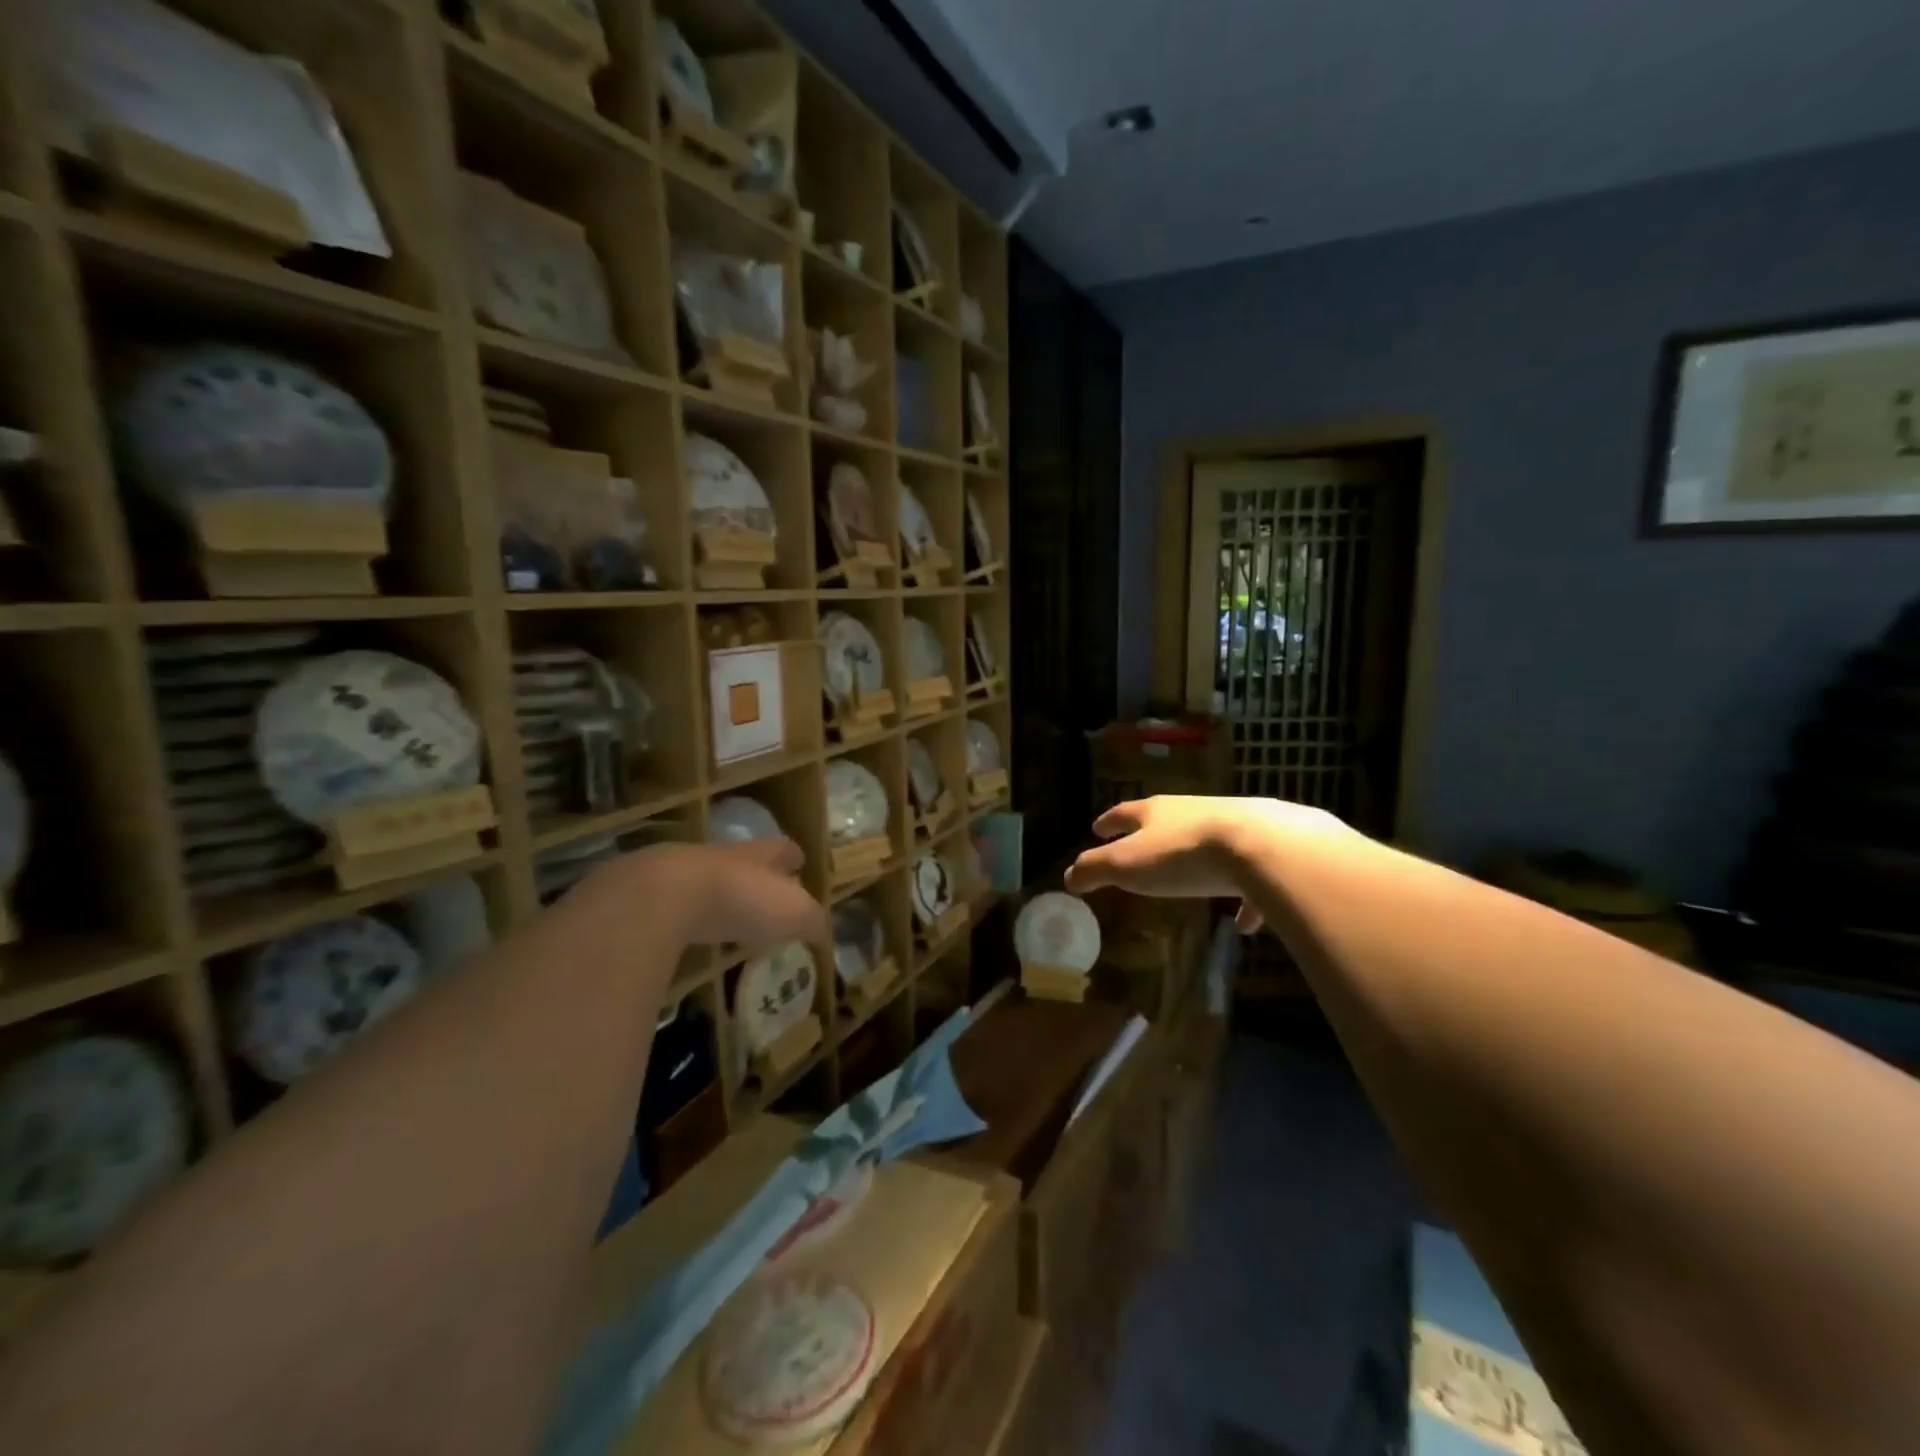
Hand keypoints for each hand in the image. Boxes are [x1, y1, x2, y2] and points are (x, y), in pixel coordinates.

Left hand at [582, 839, 828, 955]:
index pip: (784, 849)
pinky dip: (691, 917)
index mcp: (761, 854)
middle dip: (759, 879)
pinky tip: (693, 935)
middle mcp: (725, 856)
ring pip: (713, 881)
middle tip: (769, 901)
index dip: (793, 858)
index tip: (800, 865)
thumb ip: (812, 921)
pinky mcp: (652, 894)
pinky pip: (680, 904)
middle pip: (747, 863)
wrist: (663, 895)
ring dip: (723, 898)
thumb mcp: (792, 912)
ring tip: (732, 922)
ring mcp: (685, 872)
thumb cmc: (740, 898)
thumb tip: (823, 932)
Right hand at [1065, 796, 1339, 931]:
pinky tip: (1244, 923)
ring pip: (1207, 844)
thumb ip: (1096, 869)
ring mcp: (1232, 827)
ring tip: (1189, 884)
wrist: (1262, 846)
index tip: (1097, 828)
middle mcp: (1192, 812)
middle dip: (1151, 836)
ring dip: (1196, 862)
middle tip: (1139, 848)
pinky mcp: (1265, 850)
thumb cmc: (1183, 854)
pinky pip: (1248, 877)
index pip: (1124, 814)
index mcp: (1156, 812)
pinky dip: (1243, 898)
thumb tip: (1068, 876)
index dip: (1109, 822)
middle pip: (1166, 821)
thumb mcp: (1128, 865)